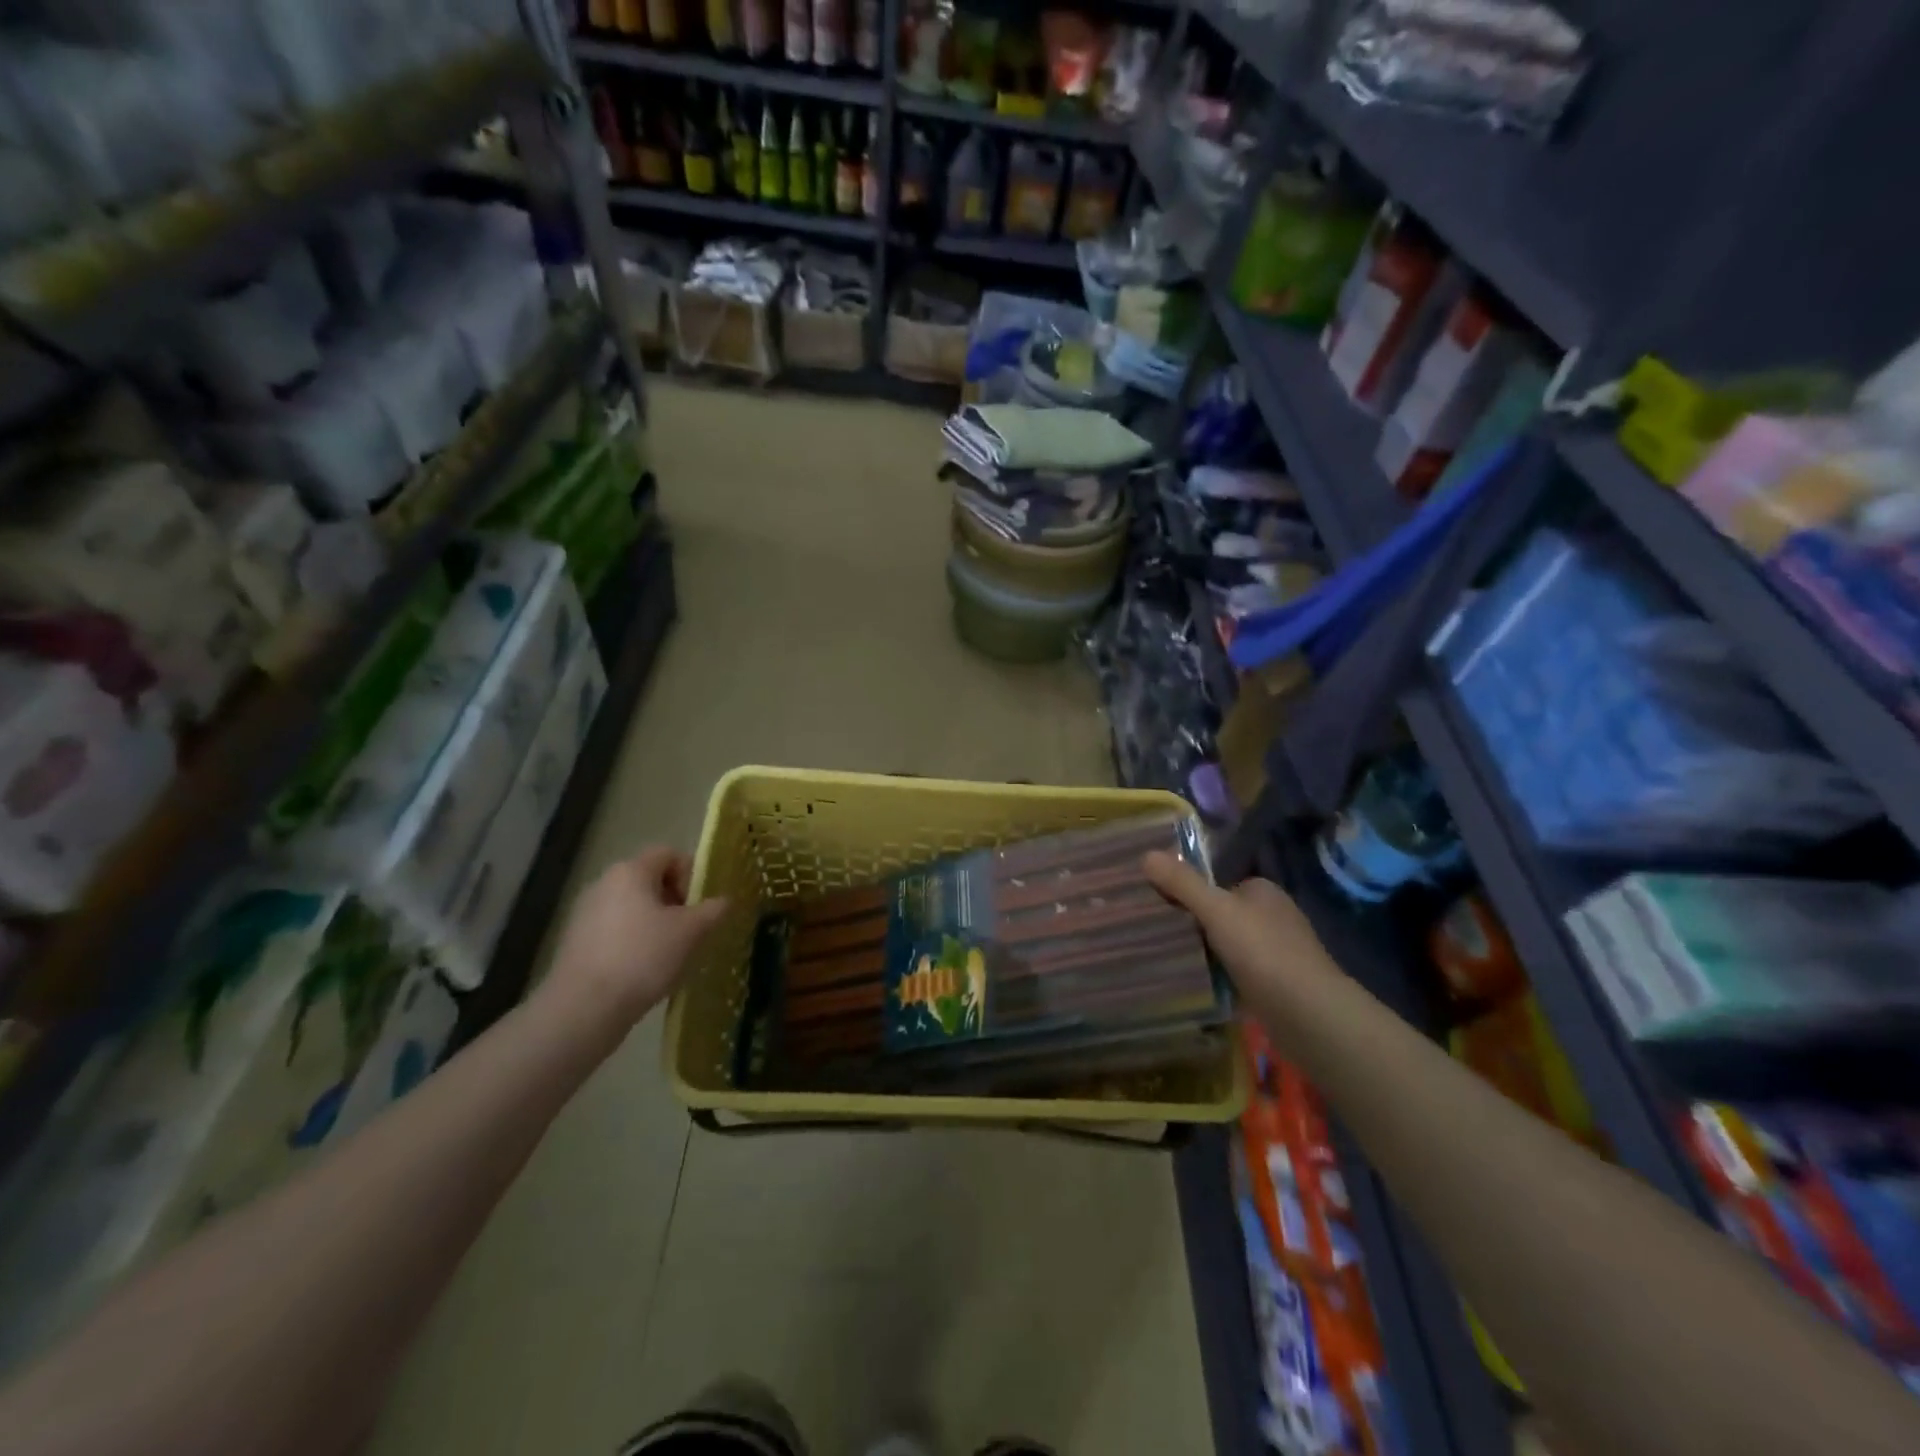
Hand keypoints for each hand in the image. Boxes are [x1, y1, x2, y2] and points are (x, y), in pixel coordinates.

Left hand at [542, 846, 727, 1034]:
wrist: (583, 1008)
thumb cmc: (643, 957)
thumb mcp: (691, 932)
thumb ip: (713, 910)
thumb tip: (725, 900)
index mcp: (631, 871)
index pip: (669, 854)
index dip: (691, 874)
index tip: (698, 906)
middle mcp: (604, 882)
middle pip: (650, 880)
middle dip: (675, 902)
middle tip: (689, 931)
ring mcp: (585, 912)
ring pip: (632, 907)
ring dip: (655, 923)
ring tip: (667, 954)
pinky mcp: (576, 941)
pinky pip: (615, 930)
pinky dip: (633, 942)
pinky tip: (642, 970)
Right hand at [1142, 851, 1336, 1019]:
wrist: (1308, 1014)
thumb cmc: (1263, 951)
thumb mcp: (1216, 910)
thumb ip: (1183, 884)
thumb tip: (1146, 854)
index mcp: (1263, 891)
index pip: (1218, 882)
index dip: (1189, 888)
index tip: (1158, 899)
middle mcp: (1272, 916)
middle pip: (1222, 912)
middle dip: (1194, 921)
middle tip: (1155, 929)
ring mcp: (1276, 952)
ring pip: (1227, 943)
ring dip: (1204, 950)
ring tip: (1164, 955)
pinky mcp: (1274, 984)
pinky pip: (1235, 971)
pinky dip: (1217, 975)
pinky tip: (1194, 980)